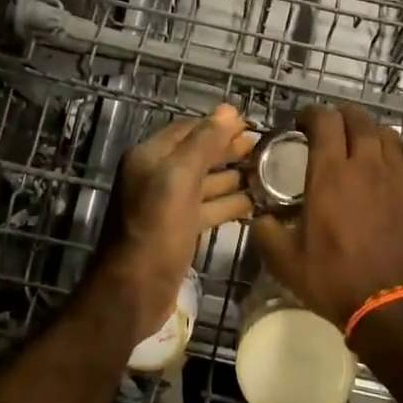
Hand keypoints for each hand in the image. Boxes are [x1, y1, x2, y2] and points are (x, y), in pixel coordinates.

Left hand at [97, 103, 254, 341]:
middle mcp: (156, 176)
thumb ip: (204, 143)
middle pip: (197, 155)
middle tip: (265, 150)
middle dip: (229, 150)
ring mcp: (167, 206)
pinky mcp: (178, 231)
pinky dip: (229, 204)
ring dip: (233, 177)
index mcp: (150, 157)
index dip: (219, 125)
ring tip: (268, 175)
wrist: (134, 291)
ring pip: (205, 183)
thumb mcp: (179, 180)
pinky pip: (207, 209)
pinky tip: (254, 203)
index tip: (252, 126)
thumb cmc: (156, 230)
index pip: (189, 130)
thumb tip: (229, 110)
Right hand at [253, 105, 402, 329]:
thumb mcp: (286, 262)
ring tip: (366, 150)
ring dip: (375, 136)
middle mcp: (369, 165)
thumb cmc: (336, 281)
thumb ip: (266, 232)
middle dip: (343, 118)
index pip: (324, 120)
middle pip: (359, 119)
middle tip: (332, 133)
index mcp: (331, 173)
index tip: (303, 126)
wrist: (393, 309)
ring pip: (391, 136)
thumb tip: (259, 218)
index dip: (312, 115)